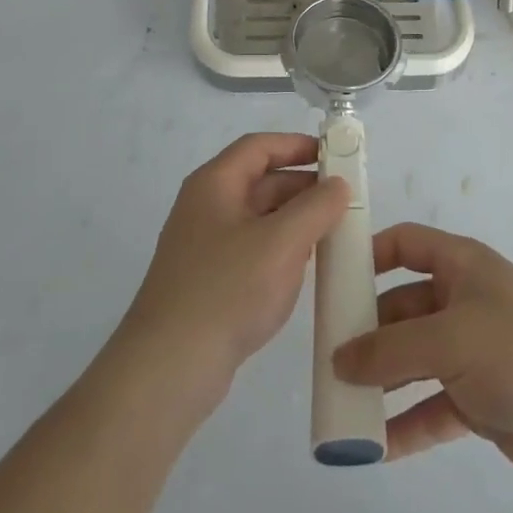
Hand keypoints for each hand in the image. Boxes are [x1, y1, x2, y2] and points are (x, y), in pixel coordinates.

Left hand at [117, 133, 349, 402]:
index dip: (297, 145)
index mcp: (215, 184)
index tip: (335, 155)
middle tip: (344, 200)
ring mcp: (205, 246)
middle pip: (260, 181)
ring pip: (259, 218)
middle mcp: (206, 207)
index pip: (259, 146)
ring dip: (295, 220)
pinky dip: (281, 249)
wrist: (169, 367)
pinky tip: (306, 268)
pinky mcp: (209, 281)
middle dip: (303, 186)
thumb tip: (337, 184)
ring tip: (334, 232)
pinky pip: (253, 250)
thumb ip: (316, 207)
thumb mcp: (282, 242)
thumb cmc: (227, 290)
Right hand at [332, 222, 512, 485]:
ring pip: (413, 360)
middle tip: (325, 356)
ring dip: (381, 381)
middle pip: (402, 307)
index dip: (369, 253)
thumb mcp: (450, 340)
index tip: (332, 278)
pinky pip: (431, 407)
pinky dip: (406, 423)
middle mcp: (463, 303)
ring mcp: (472, 353)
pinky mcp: (480, 400)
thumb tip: (339, 359)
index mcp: (462, 267)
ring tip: (340, 403)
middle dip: (367, 330)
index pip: (406, 244)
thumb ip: (390, 350)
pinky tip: (374, 446)